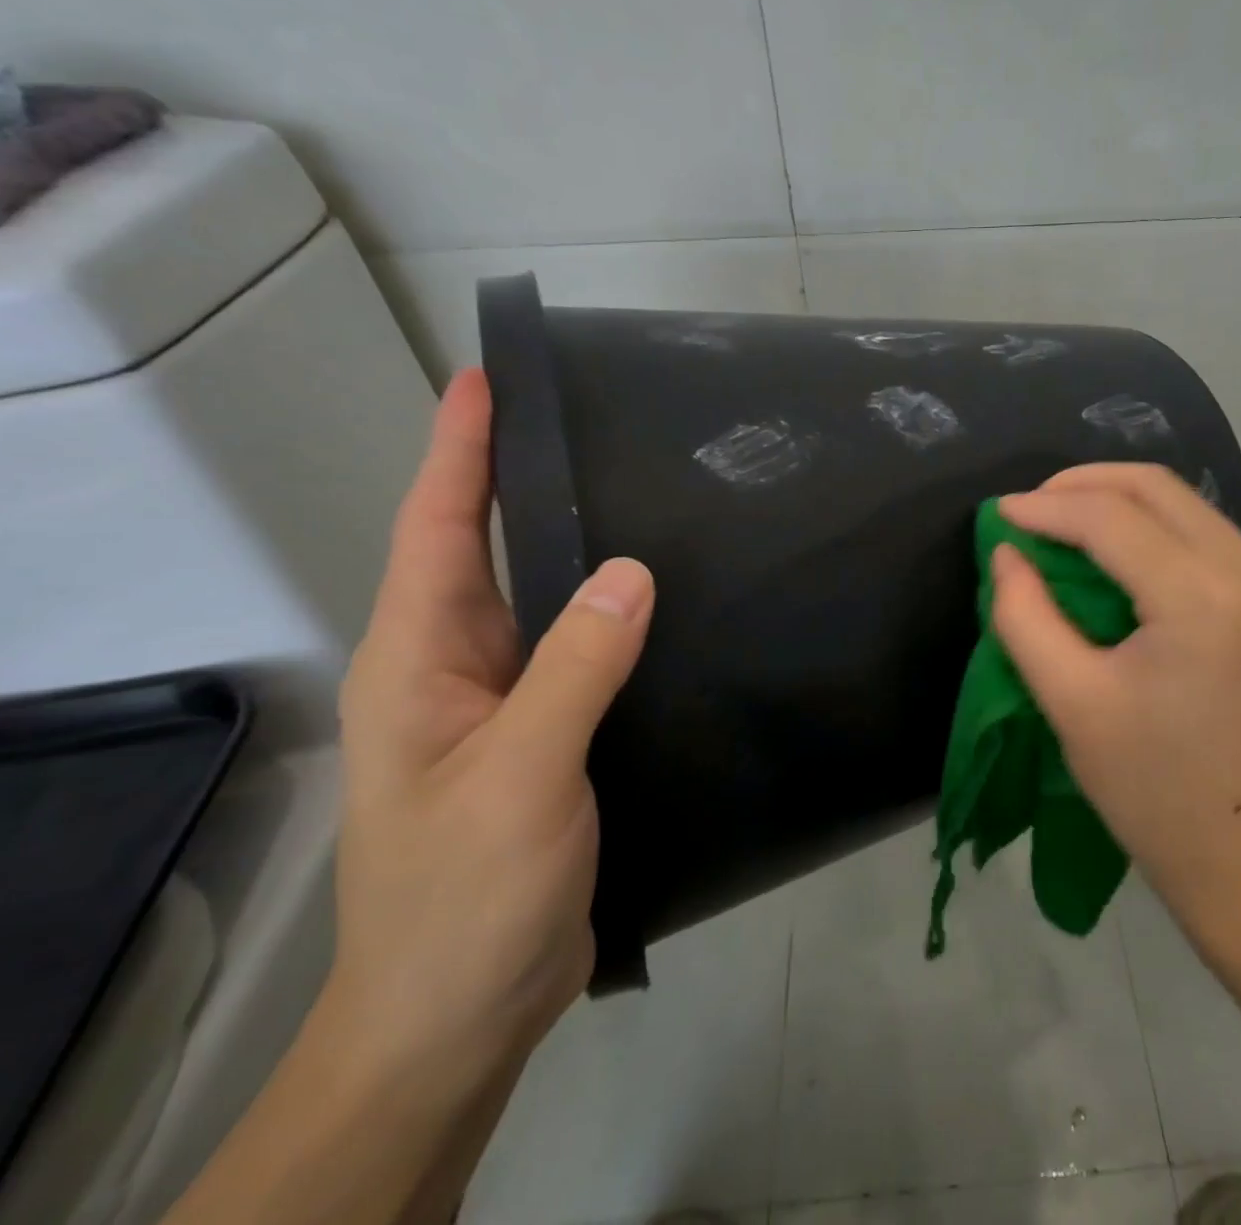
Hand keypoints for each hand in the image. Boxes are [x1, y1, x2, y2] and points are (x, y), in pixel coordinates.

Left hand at [333, 368, 653, 1076]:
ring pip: (545, 600)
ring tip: (639, 489)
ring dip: (577, 544)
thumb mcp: (518, 775)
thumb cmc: (465, 895)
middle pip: (487, 551)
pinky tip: (664, 597)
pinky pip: (583, 649)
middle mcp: (458, 667)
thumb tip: (632, 569)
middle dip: (520, 479)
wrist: (462, 1014)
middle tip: (587, 419)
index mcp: (423, 661)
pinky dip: (615, 611)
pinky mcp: (550, 733)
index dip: (460, 451)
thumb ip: (573, 669)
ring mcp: (505, 702)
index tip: (488, 380)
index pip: (439, 530)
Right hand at [991, 464, 1240, 916]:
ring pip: (1184, 504)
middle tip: (1030, 508)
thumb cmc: (1147, 786)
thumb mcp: (1068, 700)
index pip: (1113, 519)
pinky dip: (1151, 528)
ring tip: (1061, 523)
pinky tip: (1113, 551)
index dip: (1047, 507)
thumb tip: (1007, 551)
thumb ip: (1025, 615)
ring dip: (1117, 502)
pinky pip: (1204, 534)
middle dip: (1083, 484)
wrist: (1240, 848)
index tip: (999, 513)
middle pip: (1157, 488)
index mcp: (1202, 603)